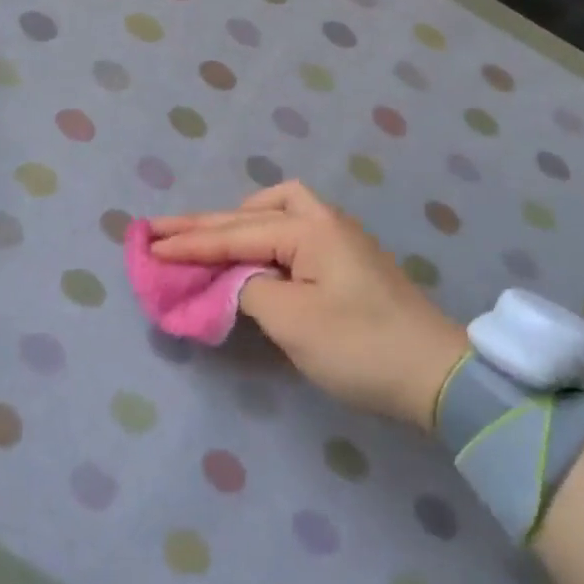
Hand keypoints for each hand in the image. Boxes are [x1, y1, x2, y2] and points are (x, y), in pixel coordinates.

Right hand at [148, 182, 467, 429]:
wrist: (435, 372)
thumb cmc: (360, 346)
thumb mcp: (293, 322)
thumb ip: (249, 289)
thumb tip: (232, 278)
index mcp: (309, 229)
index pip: (236, 234)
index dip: (190, 242)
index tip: (148, 243)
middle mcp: (324, 220)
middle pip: (252, 214)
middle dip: (206, 224)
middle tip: (161, 229)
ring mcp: (340, 236)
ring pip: (279, 211)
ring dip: (241, 220)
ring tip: (212, 237)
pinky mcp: (349, 258)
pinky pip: (293, 230)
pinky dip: (264, 234)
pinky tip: (256, 251)